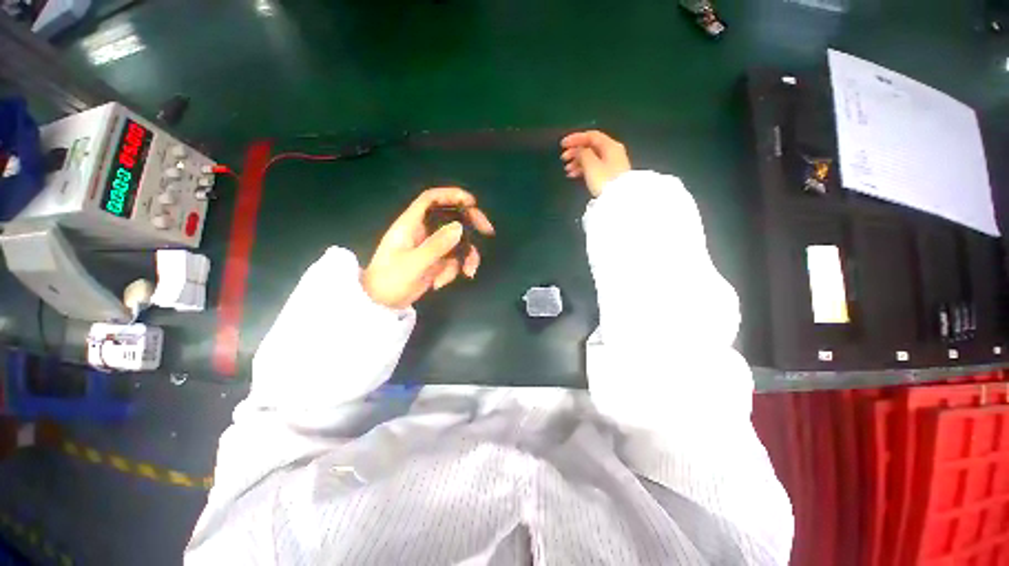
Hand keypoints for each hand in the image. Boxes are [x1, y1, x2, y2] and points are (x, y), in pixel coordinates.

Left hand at [362, 187, 494, 308]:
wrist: (382, 303)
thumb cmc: (390, 279)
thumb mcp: (414, 263)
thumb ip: (437, 245)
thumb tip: (460, 227)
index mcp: (411, 224)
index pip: (431, 199)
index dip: (452, 195)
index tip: (472, 202)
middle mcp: (423, 231)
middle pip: (451, 217)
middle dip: (471, 224)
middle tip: (487, 231)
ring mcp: (431, 246)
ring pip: (457, 241)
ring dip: (466, 256)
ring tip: (468, 272)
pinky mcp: (436, 261)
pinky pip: (453, 259)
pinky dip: (454, 270)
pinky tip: (441, 284)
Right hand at [560, 130, 631, 196]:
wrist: (618, 200)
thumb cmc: (604, 180)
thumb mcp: (591, 165)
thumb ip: (582, 153)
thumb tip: (578, 149)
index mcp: (610, 146)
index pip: (591, 136)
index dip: (576, 138)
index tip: (562, 145)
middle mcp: (613, 152)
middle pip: (591, 146)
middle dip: (575, 151)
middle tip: (563, 159)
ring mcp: (612, 164)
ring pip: (591, 158)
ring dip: (577, 162)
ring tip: (567, 170)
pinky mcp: (609, 175)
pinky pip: (593, 167)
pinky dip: (583, 169)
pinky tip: (574, 175)